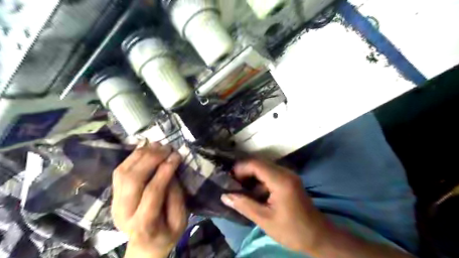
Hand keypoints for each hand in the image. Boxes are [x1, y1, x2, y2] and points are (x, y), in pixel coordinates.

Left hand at [110, 143, 187, 257]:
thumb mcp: (180, 221)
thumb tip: (170, 170)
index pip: (152, 192)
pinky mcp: (113, 195)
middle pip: (132, 179)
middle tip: (167, 148)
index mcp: (144, 225)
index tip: (177, 156)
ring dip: (141, 155)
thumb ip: (176, 197)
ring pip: (123, 172)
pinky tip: (146, 148)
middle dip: (151, 159)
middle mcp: (124, 212)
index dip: (165, 171)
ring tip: (158, 145)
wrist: (144, 246)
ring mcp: (115, 203)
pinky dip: (132, 156)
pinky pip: (120, 170)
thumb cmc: (167, 234)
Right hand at [221, 159, 327, 253]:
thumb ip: (244, 205)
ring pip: (263, 168)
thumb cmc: (292, 230)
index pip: (255, 164)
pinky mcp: (288, 180)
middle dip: (243, 172)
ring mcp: (288, 175)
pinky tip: (252, 192)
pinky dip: (258, 180)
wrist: (318, 236)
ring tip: (239, 188)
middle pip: (259, 163)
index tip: (229, 180)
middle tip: (232, 184)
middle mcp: (285, 172)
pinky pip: (269, 174)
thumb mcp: (265, 220)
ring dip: (250, 176)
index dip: (240, 169)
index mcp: (281, 180)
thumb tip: (225, 196)